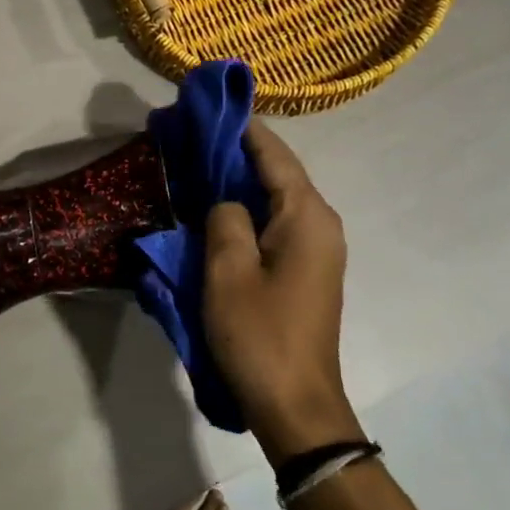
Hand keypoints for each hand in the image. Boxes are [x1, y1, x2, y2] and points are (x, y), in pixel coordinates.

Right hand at [203, 122, 361, 463]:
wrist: (296, 406)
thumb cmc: (260, 334)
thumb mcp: (227, 270)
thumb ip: (224, 219)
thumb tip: (227, 203)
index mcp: (307, 216)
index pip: (273, 153)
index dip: (240, 126)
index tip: (206, 104)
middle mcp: (319, 224)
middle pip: (276, 171)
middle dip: (235, 150)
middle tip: (189, 134)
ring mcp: (316, 248)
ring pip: (273, 197)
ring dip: (238, 180)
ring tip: (195, 162)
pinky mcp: (305, 269)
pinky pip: (273, 222)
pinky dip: (245, 208)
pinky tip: (214, 208)